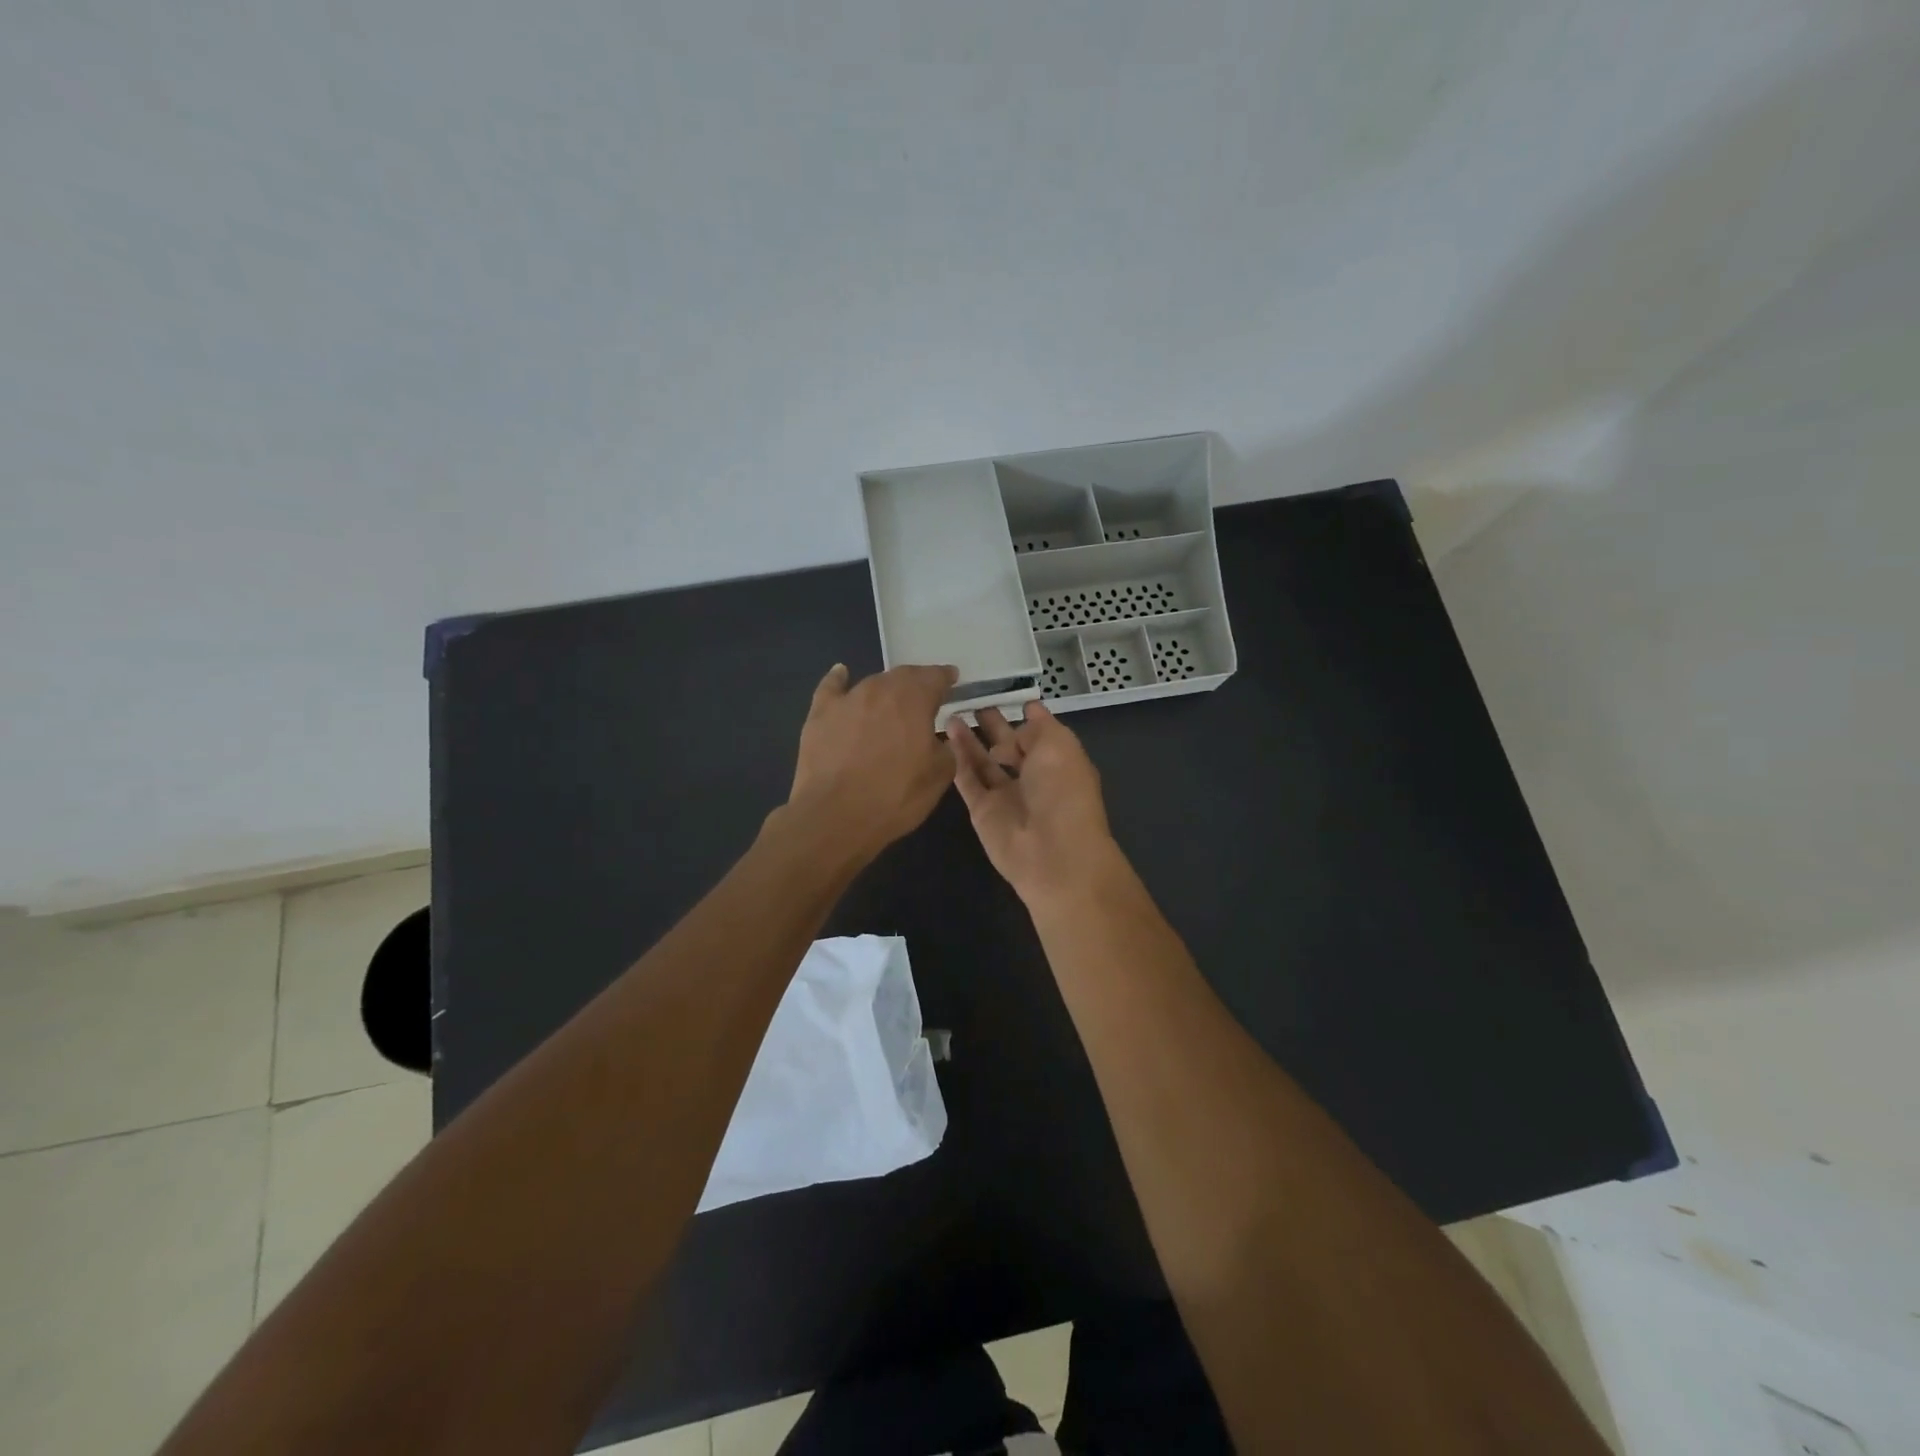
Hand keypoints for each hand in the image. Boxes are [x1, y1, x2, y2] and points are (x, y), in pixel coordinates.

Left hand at [783, 663, 958, 861]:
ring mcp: (847, 699)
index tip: (952, 680)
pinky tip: (841, 674)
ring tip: (892, 700)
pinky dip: (839, 680)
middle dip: (917, 683)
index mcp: (914, 699)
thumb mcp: (939, 776)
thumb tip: (939, 738)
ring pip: (873, 684)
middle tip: (925, 696)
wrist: (835, 816)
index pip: (935, 677)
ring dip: (886, 689)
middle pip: (903, 676)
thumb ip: (946, 748)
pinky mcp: (820, 714)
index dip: (945, 677)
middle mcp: (880, 689)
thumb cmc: (895, 796)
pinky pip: (832, 687)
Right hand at [948, 703, 1120, 903]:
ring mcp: (1006, 795)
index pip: (1039, 731)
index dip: (1024, 712)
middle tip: (969, 700)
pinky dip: (956, 760)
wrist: (1052, 852)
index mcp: (1058, 759)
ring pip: (983, 761)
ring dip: (969, 739)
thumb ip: (1034, 729)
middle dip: (992, 724)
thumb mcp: (1058, 745)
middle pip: (1008, 745)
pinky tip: (943, 735)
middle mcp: (1033, 776)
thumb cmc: (1063, 791)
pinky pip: (967, 780)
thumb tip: (1012, 733)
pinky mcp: (982, 810)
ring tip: (950, 712)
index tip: (1002, 690)